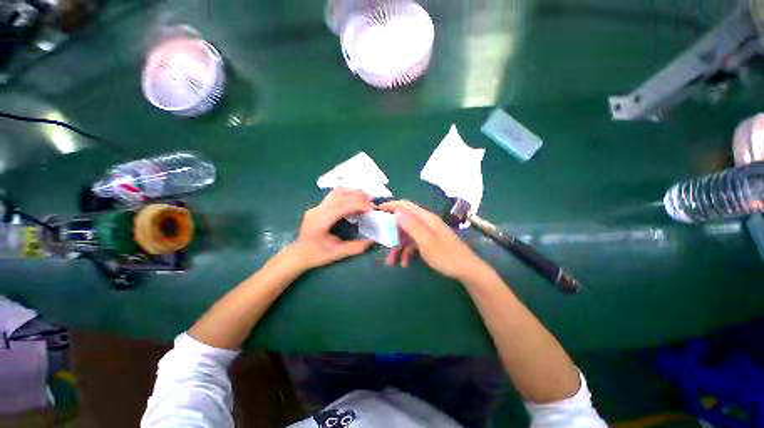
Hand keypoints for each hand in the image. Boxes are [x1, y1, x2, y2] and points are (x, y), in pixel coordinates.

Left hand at [289, 188, 374, 269]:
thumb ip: (355, 247)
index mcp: (320, 221)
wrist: (298, 254)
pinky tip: (354, 198)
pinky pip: (333, 195)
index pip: (341, 206)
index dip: (358, 205)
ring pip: (336, 192)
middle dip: (358, 197)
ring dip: (352, 193)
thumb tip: (372, 241)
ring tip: (365, 198)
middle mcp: (317, 210)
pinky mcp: (318, 207)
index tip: (371, 209)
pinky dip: (346, 194)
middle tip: (372, 203)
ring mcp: (316, 207)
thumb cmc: (316, 255)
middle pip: (339, 196)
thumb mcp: (337, 254)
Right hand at [378, 200, 492, 281]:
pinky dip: (407, 252)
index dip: (391, 205)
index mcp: (426, 219)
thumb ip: (412, 226)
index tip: (377, 210)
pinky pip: (413, 243)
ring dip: (398, 246)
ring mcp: (428, 233)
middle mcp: (426, 223)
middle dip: (391, 232)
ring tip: (391, 261)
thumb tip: (397, 211)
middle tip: (381, 241)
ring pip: (407, 235)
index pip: (406, 206)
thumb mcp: (427, 242)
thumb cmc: (447, 256)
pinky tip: (405, 263)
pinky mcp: (429, 242)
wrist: (467, 270)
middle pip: (404, 221)